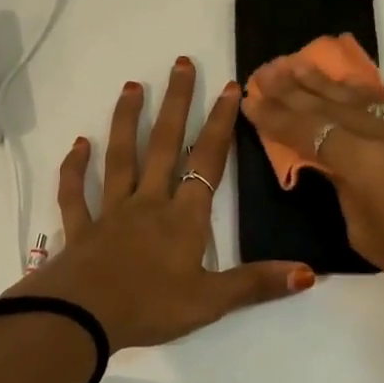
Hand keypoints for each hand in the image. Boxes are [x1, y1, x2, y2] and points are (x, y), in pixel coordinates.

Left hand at [7, 57, 313, 352]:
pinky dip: (75, 168)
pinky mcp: (80, 228)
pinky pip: (75, 193)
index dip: (221, 124)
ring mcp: (110, 212)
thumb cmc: (150, 308)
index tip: (230, 88)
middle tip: (180, 64)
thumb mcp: (210, 302)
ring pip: (120, 158)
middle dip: (176, 104)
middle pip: (165, 145)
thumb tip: (308, 272)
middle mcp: (148, 203)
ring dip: (126, 121)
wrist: (82, 319)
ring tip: (132, 87)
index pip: (208, 161)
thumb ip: (256, 284)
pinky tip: (78, 144)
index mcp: (183, 218)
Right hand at [241, 54, 383, 332]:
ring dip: (325, 84)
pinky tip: (346, 93)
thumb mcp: (369, 236)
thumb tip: (339, 170)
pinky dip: (357, 98)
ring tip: (297, 66)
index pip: (309, 131)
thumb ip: (347, 193)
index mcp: (366, 162)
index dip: (276, 116)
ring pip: (360, 99)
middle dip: (294, 88)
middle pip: (331, 105)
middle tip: (265, 70)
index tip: (250, 99)